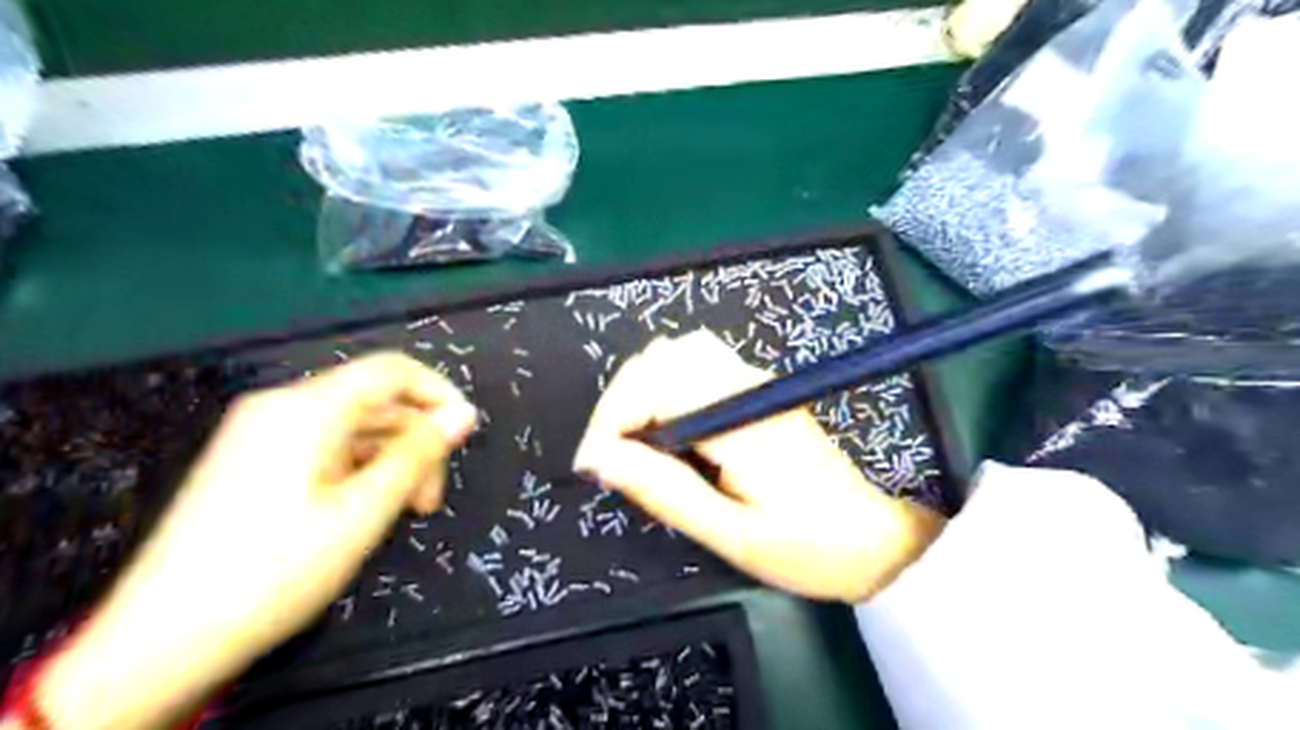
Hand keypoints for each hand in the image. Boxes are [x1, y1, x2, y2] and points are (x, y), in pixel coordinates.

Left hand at [34, 353, 476, 728]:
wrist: (160, 640)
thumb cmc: (276, 569)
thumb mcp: (363, 512)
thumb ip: (418, 455)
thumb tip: (463, 414)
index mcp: (308, 408)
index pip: (392, 370)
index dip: (438, 393)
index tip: (465, 435)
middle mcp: (283, 407)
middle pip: (375, 402)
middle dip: (415, 443)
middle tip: (429, 501)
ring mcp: (262, 433)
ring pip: (353, 428)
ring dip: (390, 462)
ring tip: (402, 514)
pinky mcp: (252, 460)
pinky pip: (325, 447)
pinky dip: (358, 470)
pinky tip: (363, 512)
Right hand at [572, 332, 941, 603]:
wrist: (874, 538)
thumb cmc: (807, 547)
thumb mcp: (730, 534)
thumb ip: (663, 490)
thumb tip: (598, 458)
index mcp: (742, 419)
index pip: (656, 384)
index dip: (611, 417)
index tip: (592, 464)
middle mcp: (748, 383)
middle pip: (663, 355)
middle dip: (622, 399)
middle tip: (612, 455)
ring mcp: (756, 379)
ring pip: (678, 352)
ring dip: (642, 389)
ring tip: (634, 442)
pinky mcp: (757, 387)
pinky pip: (696, 365)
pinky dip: (664, 388)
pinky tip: (666, 428)